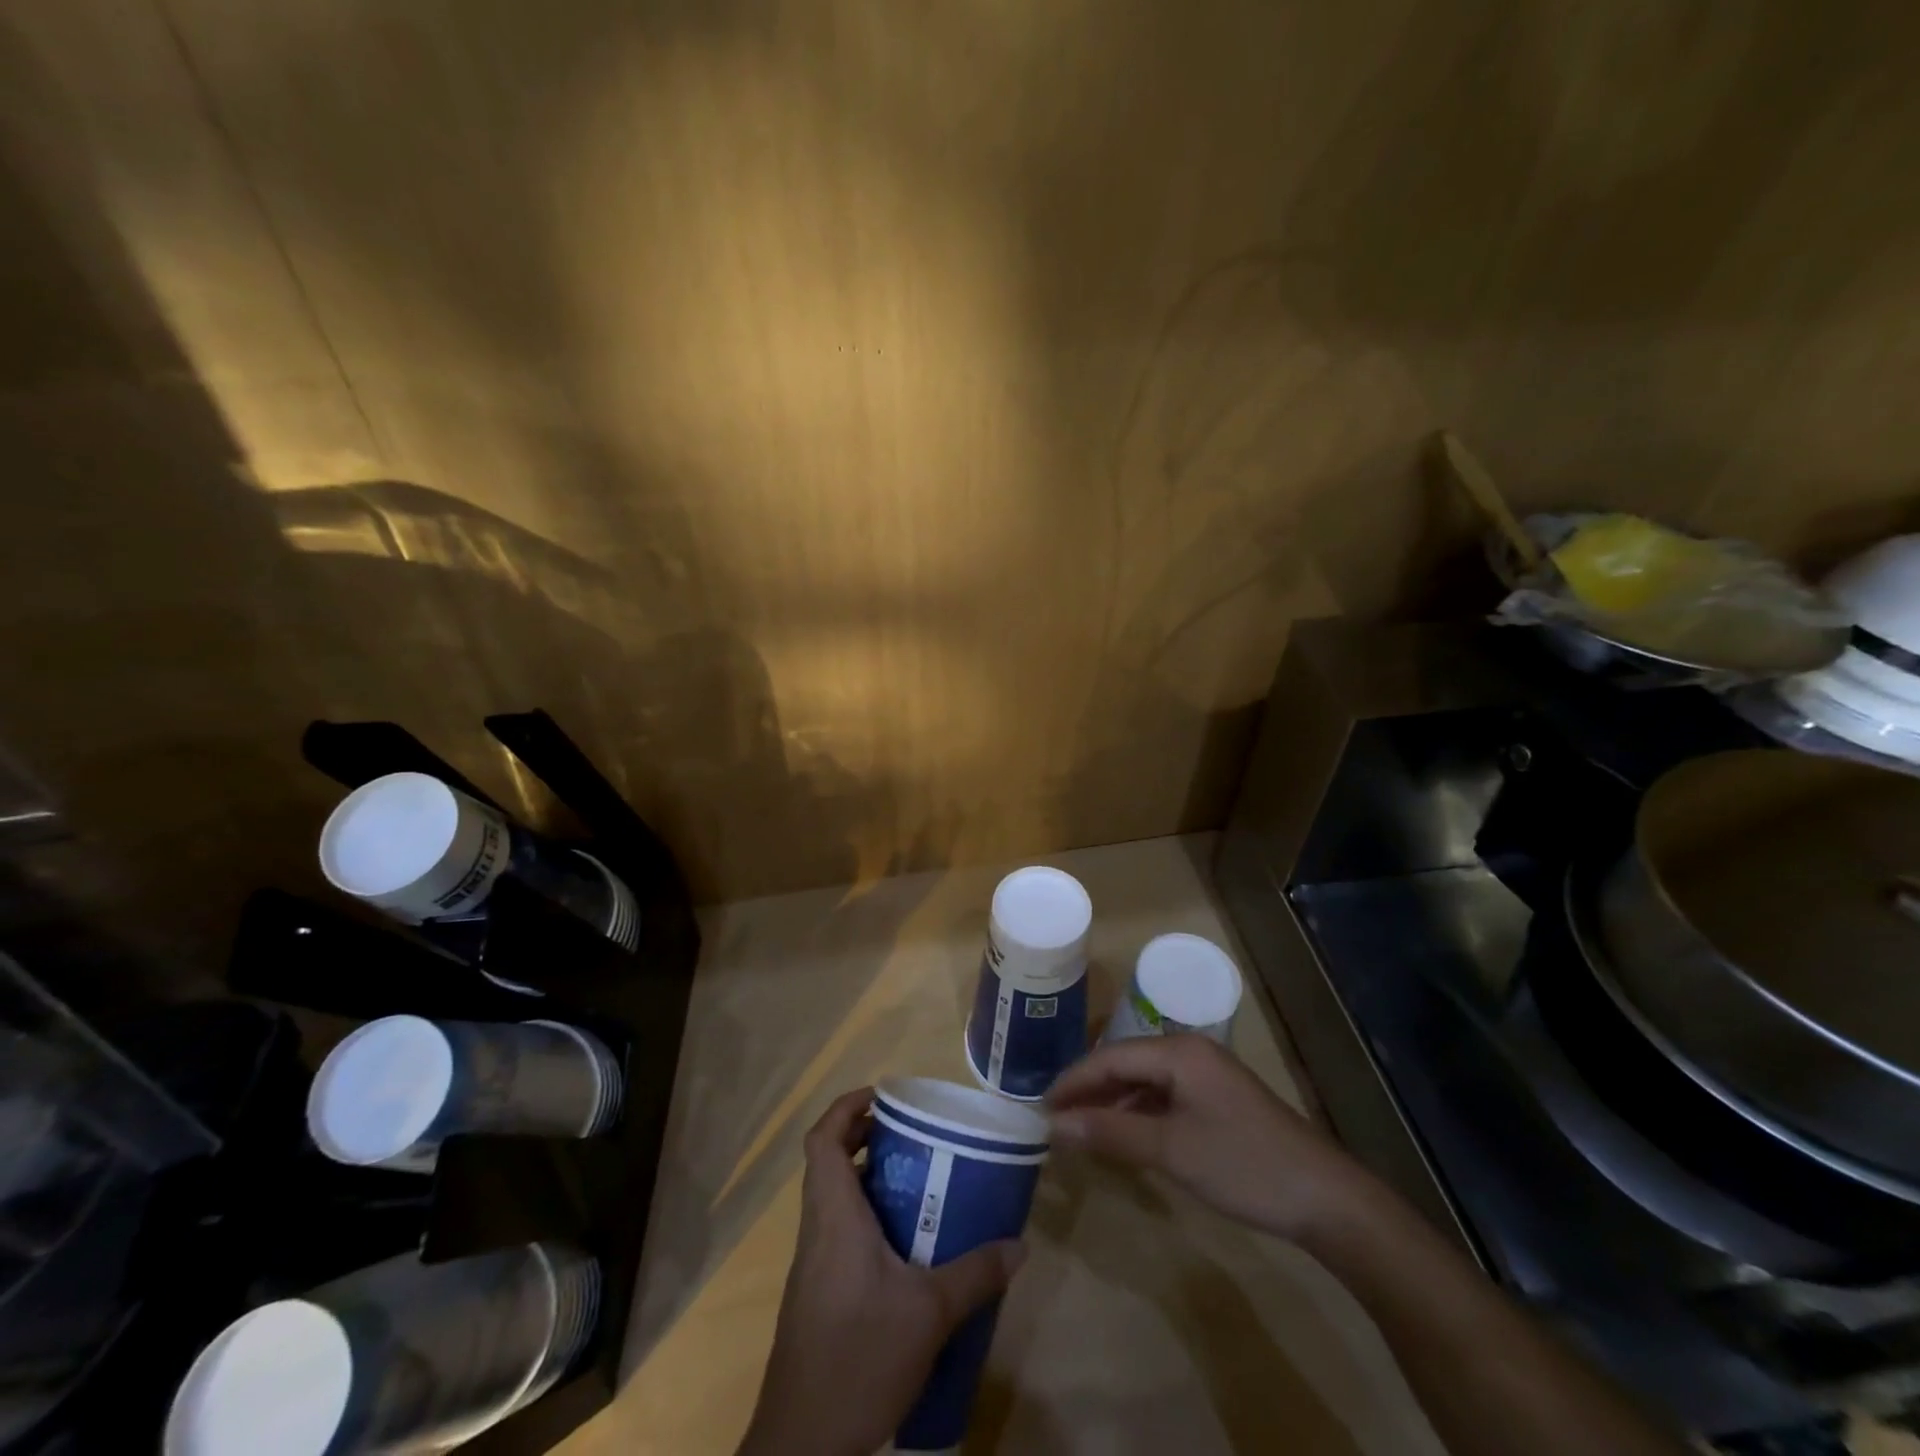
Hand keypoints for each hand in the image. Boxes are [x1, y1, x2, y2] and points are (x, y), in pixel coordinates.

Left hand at [737, 1088, 1026, 1455]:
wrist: (801, 1447)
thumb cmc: (858, 1358)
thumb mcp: (928, 1314)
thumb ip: (975, 1274)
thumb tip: (1019, 1245)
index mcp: (833, 1217)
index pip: (822, 1139)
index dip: (846, 1108)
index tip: (882, 1096)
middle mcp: (816, 1231)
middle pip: (829, 1163)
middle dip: (866, 1139)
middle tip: (913, 1136)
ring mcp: (812, 1266)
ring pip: (834, 1201)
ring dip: (869, 1181)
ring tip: (920, 1184)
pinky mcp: (816, 1296)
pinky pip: (838, 1235)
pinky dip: (867, 1221)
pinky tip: (905, 1249)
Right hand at [1046, 1034, 1378, 1240]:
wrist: (1326, 1198)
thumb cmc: (1243, 1165)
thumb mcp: (1171, 1150)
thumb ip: (1110, 1133)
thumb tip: (1054, 1126)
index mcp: (1178, 1051)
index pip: (1109, 1057)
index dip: (1072, 1081)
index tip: (1039, 1107)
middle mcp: (1189, 1052)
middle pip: (1125, 1064)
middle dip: (1089, 1091)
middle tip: (1053, 1120)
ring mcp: (1207, 1077)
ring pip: (1144, 1082)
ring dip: (1112, 1104)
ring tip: (1079, 1130)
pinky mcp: (1218, 1102)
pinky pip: (1164, 1098)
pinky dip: (1138, 1115)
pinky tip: (1124, 1137)